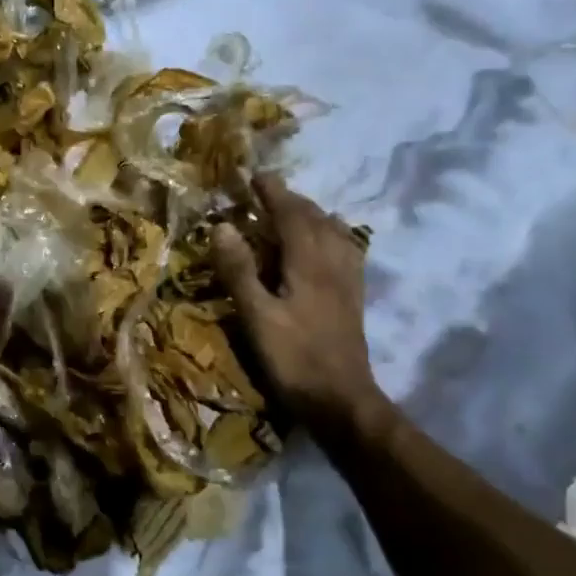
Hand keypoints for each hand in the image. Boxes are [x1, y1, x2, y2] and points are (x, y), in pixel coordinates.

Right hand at [213, 173, 380, 425]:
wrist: (342, 401)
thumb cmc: (293, 359)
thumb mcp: (256, 316)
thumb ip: (239, 270)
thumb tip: (222, 225)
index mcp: (308, 264)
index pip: (291, 215)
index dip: (272, 193)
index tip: (254, 175)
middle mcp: (332, 264)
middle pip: (315, 219)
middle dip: (291, 199)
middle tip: (267, 191)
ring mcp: (348, 281)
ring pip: (334, 233)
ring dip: (313, 215)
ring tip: (295, 210)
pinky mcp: (353, 299)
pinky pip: (347, 252)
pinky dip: (333, 236)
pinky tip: (328, 244)